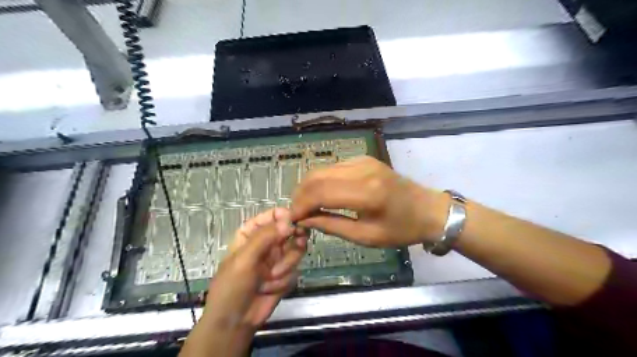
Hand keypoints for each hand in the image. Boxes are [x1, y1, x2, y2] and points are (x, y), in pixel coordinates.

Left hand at [199, 208, 306, 329]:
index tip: (294, 219)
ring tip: (272, 277)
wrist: (235, 322)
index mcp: (251, 234)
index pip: (271, 216)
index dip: (283, 215)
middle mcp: (267, 243)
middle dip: (294, 237)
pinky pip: (295, 268)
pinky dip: (285, 278)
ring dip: (287, 264)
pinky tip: (270, 288)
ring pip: (296, 249)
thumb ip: (265, 237)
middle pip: (289, 230)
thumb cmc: (232, 286)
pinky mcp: (286, 273)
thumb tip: (288, 220)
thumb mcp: (244, 259)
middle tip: (300, 240)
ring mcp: (278, 258)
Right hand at [290, 156, 443, 248]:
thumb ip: (332, 225)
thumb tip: (305, 220)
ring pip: (322, 169)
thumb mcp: (366, 236)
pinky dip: (321, 181)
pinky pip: (333, 168)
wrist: (428, 210)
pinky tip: (322, 194)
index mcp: (366, 193)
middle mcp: (362, 170)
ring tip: (307, 206)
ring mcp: (363, 161)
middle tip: (297, 213)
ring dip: (308, 187)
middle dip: (300, 195)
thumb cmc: (401, 229)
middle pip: (316, 177)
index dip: (300, 205)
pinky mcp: (363, 159)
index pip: (319, 192)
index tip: (293, 220)